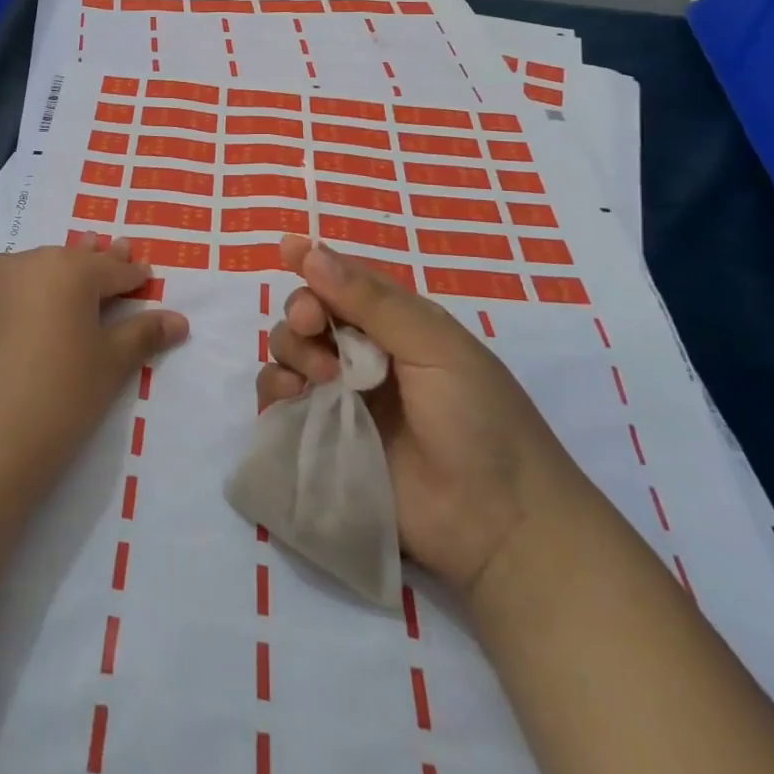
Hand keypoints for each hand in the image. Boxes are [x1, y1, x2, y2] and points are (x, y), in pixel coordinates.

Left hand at [0, 233, 189, 496]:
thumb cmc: (59, 398)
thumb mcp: (110, 365)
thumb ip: (143, 334)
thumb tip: (179, 320)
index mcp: (68, 269)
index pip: (111, 269)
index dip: (132, 276)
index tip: (145, 277)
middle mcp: (23, 262)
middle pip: (69, 262)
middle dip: (92, 262)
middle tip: (112, 248)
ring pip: (29, 272)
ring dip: (50, 278)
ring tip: (65, 281)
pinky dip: (13, 298)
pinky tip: (18, 317)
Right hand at [257, 235, 586, 599]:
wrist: (498, 525)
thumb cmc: (479, 420)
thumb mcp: (436, 347)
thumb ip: (373, 302)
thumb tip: (312, 253)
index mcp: (397, 323)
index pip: (345, 280)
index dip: (314, 262)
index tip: (286, 249)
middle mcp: (364, 353)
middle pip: (310, 311)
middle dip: (302, 310)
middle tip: (312, 325)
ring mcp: (342, 396)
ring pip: (291, 351)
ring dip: (292, 350)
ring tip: (319, 376)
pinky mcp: (324, 437)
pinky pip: (281, 400)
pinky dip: (275, 389)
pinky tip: (291, 396)